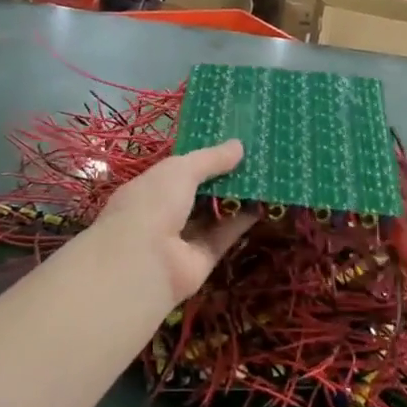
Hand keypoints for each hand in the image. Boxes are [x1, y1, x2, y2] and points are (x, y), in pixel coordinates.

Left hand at [90, 141, 256, 306]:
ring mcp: (181, 239)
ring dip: (234, 200)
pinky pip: (223, 237)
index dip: (201, 159)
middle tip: (252, 160)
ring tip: (262, 179)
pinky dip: (241, 222)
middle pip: (197, 193)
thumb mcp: (180, 170)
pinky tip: (261, 205)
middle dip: (221, 178)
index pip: (176, 171)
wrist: (143, 261)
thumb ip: (210, 159)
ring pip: (212, 216)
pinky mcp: (201, 260)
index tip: (228, 146)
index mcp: (148, 188)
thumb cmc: (153, 203)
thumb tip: (239, 145)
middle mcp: (162, 213)